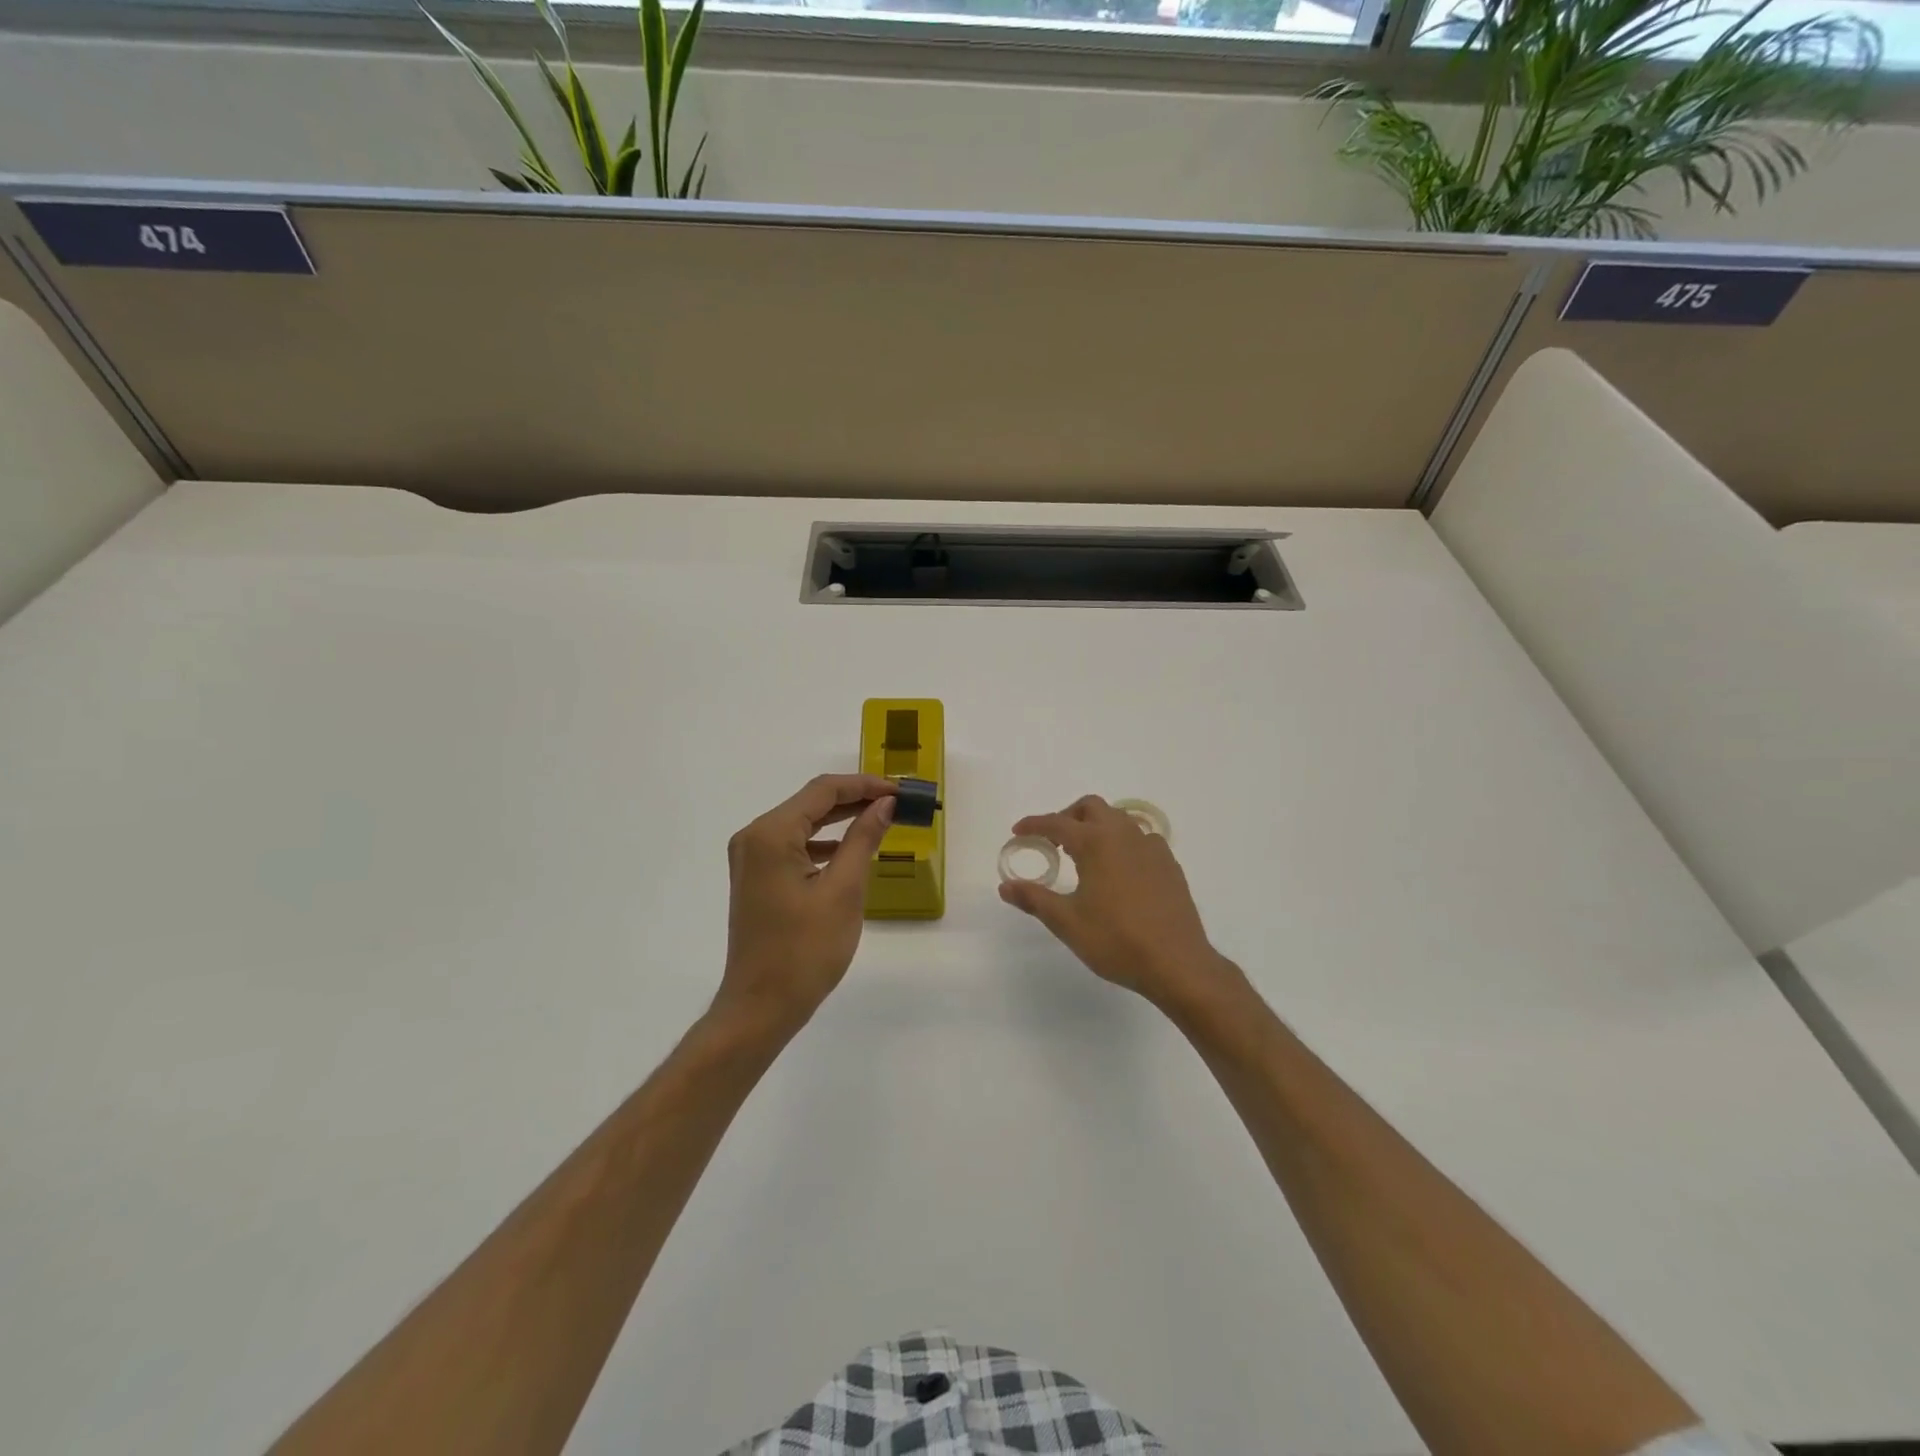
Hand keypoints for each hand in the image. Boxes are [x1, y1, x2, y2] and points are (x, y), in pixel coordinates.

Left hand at [716, 774, 896, 1034]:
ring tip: (881, 819)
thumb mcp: (844, 891)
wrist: (761, 1007)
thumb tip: (885, 804)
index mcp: (771, 834)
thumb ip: (864, 839)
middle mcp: (754, 837)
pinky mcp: (756, 877)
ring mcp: (751, 858)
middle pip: (811, 803)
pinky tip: (849, 849)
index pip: (823, 791)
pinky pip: (793, 845)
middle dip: (855, 799)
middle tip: (897, 803)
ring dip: (840, 819)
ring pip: (802, 823)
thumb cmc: (805, 950)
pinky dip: (823, 842)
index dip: (864, 785)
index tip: (900, 791)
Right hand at [1000, 794, 1242, 1015]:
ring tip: (1084, 854)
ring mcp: (1151, 847)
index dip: (1034, 825)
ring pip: (1119, 819)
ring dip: (1096, 826)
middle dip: (1068, 816)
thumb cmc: (1117, 940)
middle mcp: (1124, 835)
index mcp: (1096, 843)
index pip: (1056, 823)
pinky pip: (1140, 838)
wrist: (1177, 963)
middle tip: (1053, 840)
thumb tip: (1005, 886)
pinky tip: (1118, 870)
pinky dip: (1121, 842)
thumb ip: (1034, 899)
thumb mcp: (1067, 922)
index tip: (1018, 832)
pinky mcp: (1169, 864)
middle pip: (1091, 807)